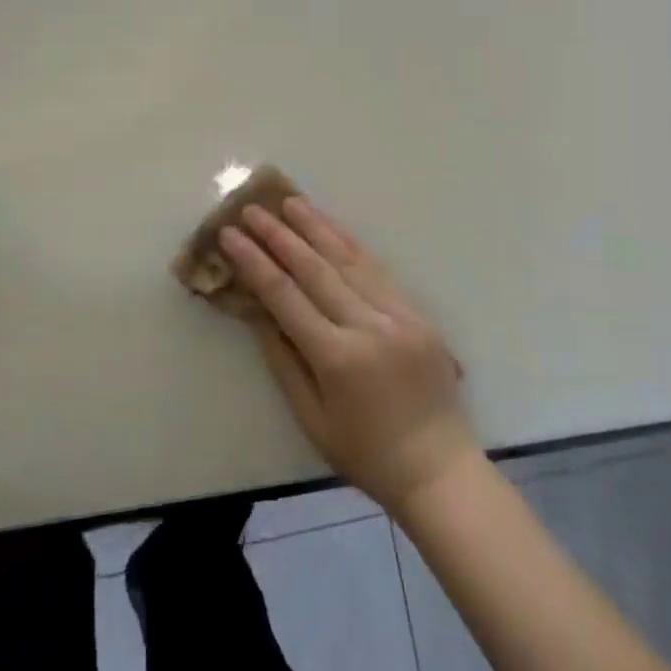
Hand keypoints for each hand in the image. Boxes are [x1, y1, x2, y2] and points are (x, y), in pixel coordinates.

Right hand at [221, 197, 479, 513]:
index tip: (230, 236)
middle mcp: (369, 327)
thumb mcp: (312, 419)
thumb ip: (283, 361)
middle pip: (315, 269)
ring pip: (350, 260)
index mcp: (338, 359)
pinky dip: (351, 245)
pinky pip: (379, 271)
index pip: (285, 297)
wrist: (439, 468)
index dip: (254, 263)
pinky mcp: (418, 313)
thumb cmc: (366, 455)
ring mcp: (398, 315)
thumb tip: (257, 312)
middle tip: (252, 209)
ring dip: (317, 227)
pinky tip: (332, 228)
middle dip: (280, 236)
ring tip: (290, 201)